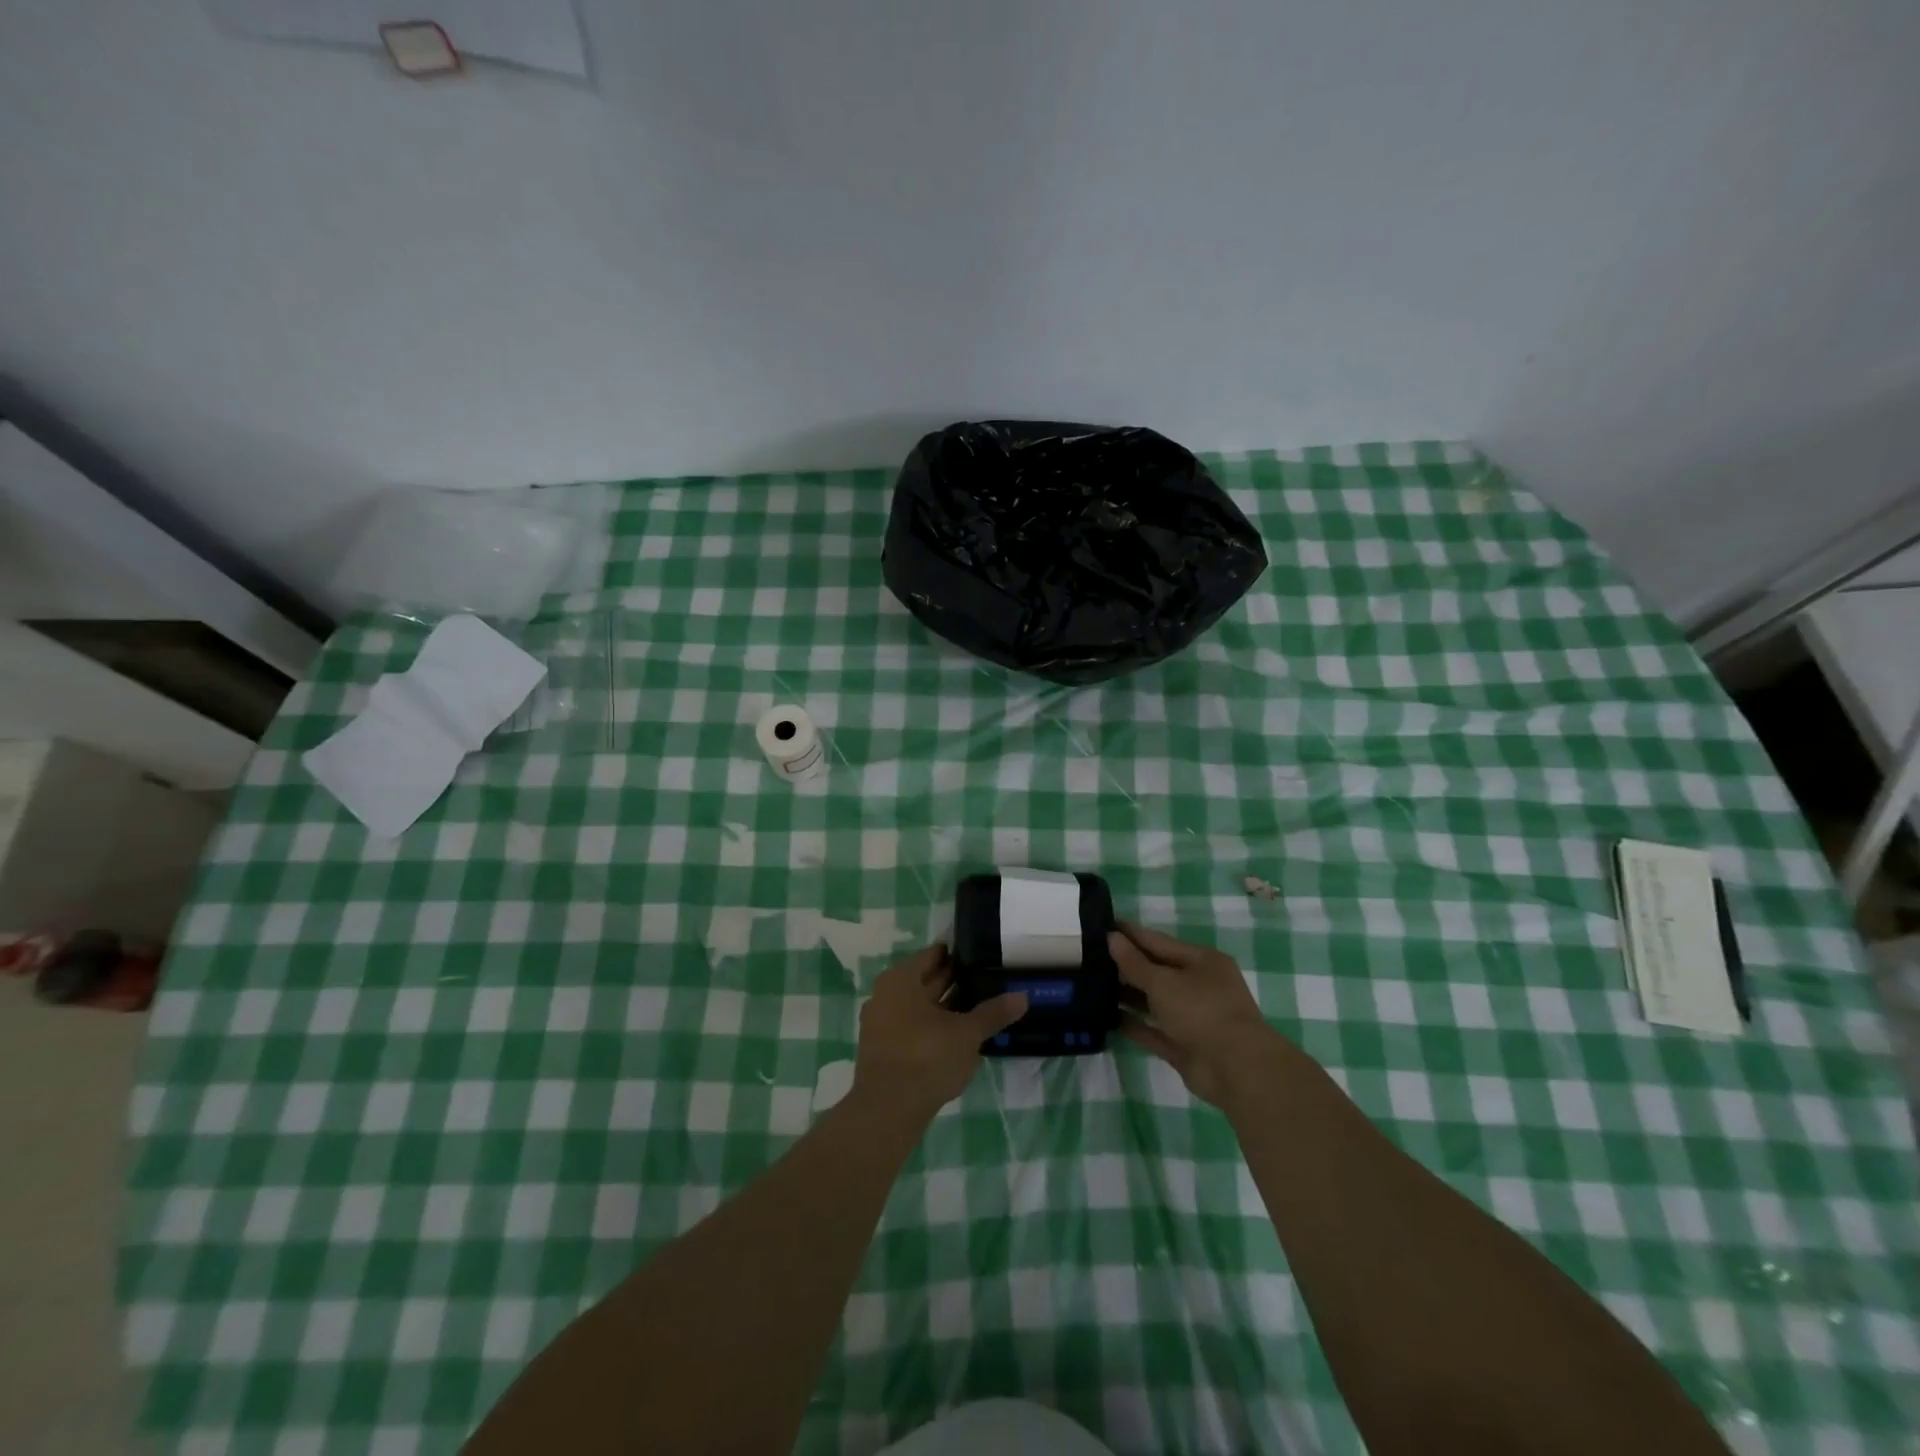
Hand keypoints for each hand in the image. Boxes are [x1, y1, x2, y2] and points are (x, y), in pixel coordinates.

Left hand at [853, 945, 1027, 1121]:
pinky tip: (957, 1035)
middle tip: (985, 979)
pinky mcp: (884, 1049)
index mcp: (901, 979)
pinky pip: (912, 1026)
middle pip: (924, 980)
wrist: (888, 1110)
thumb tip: (1022, 997)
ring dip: (945, 1006)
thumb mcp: (967, 1034)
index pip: (933, 956)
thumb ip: (993, 1013)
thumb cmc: (927, 1057)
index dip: (957, 955)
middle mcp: (886, 995)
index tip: (980, 956)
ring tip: (978, 1007)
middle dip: (953, 981)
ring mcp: (881, 1023)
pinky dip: (933, 1026)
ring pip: (919, 1006)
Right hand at [1109, 922, 1277, 1108]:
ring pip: (1154, 1002)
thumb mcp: (1163, 981)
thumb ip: (1134, 962)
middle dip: (1125, 966)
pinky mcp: (1184, 1046)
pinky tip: (1107, 1018)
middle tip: (1089, 958)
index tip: (1101, 926)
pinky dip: (1134, 1025)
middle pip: (1156, 971)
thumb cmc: (1201, 1011)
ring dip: (1127, 995)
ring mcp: (1192, 1018)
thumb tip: (1112, 937)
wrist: (1236, 1069)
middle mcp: (1199, 986)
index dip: (1130, 934)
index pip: (1158, 942)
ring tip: (1092, 986)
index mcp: (1202, 961)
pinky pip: (1154, 1030)